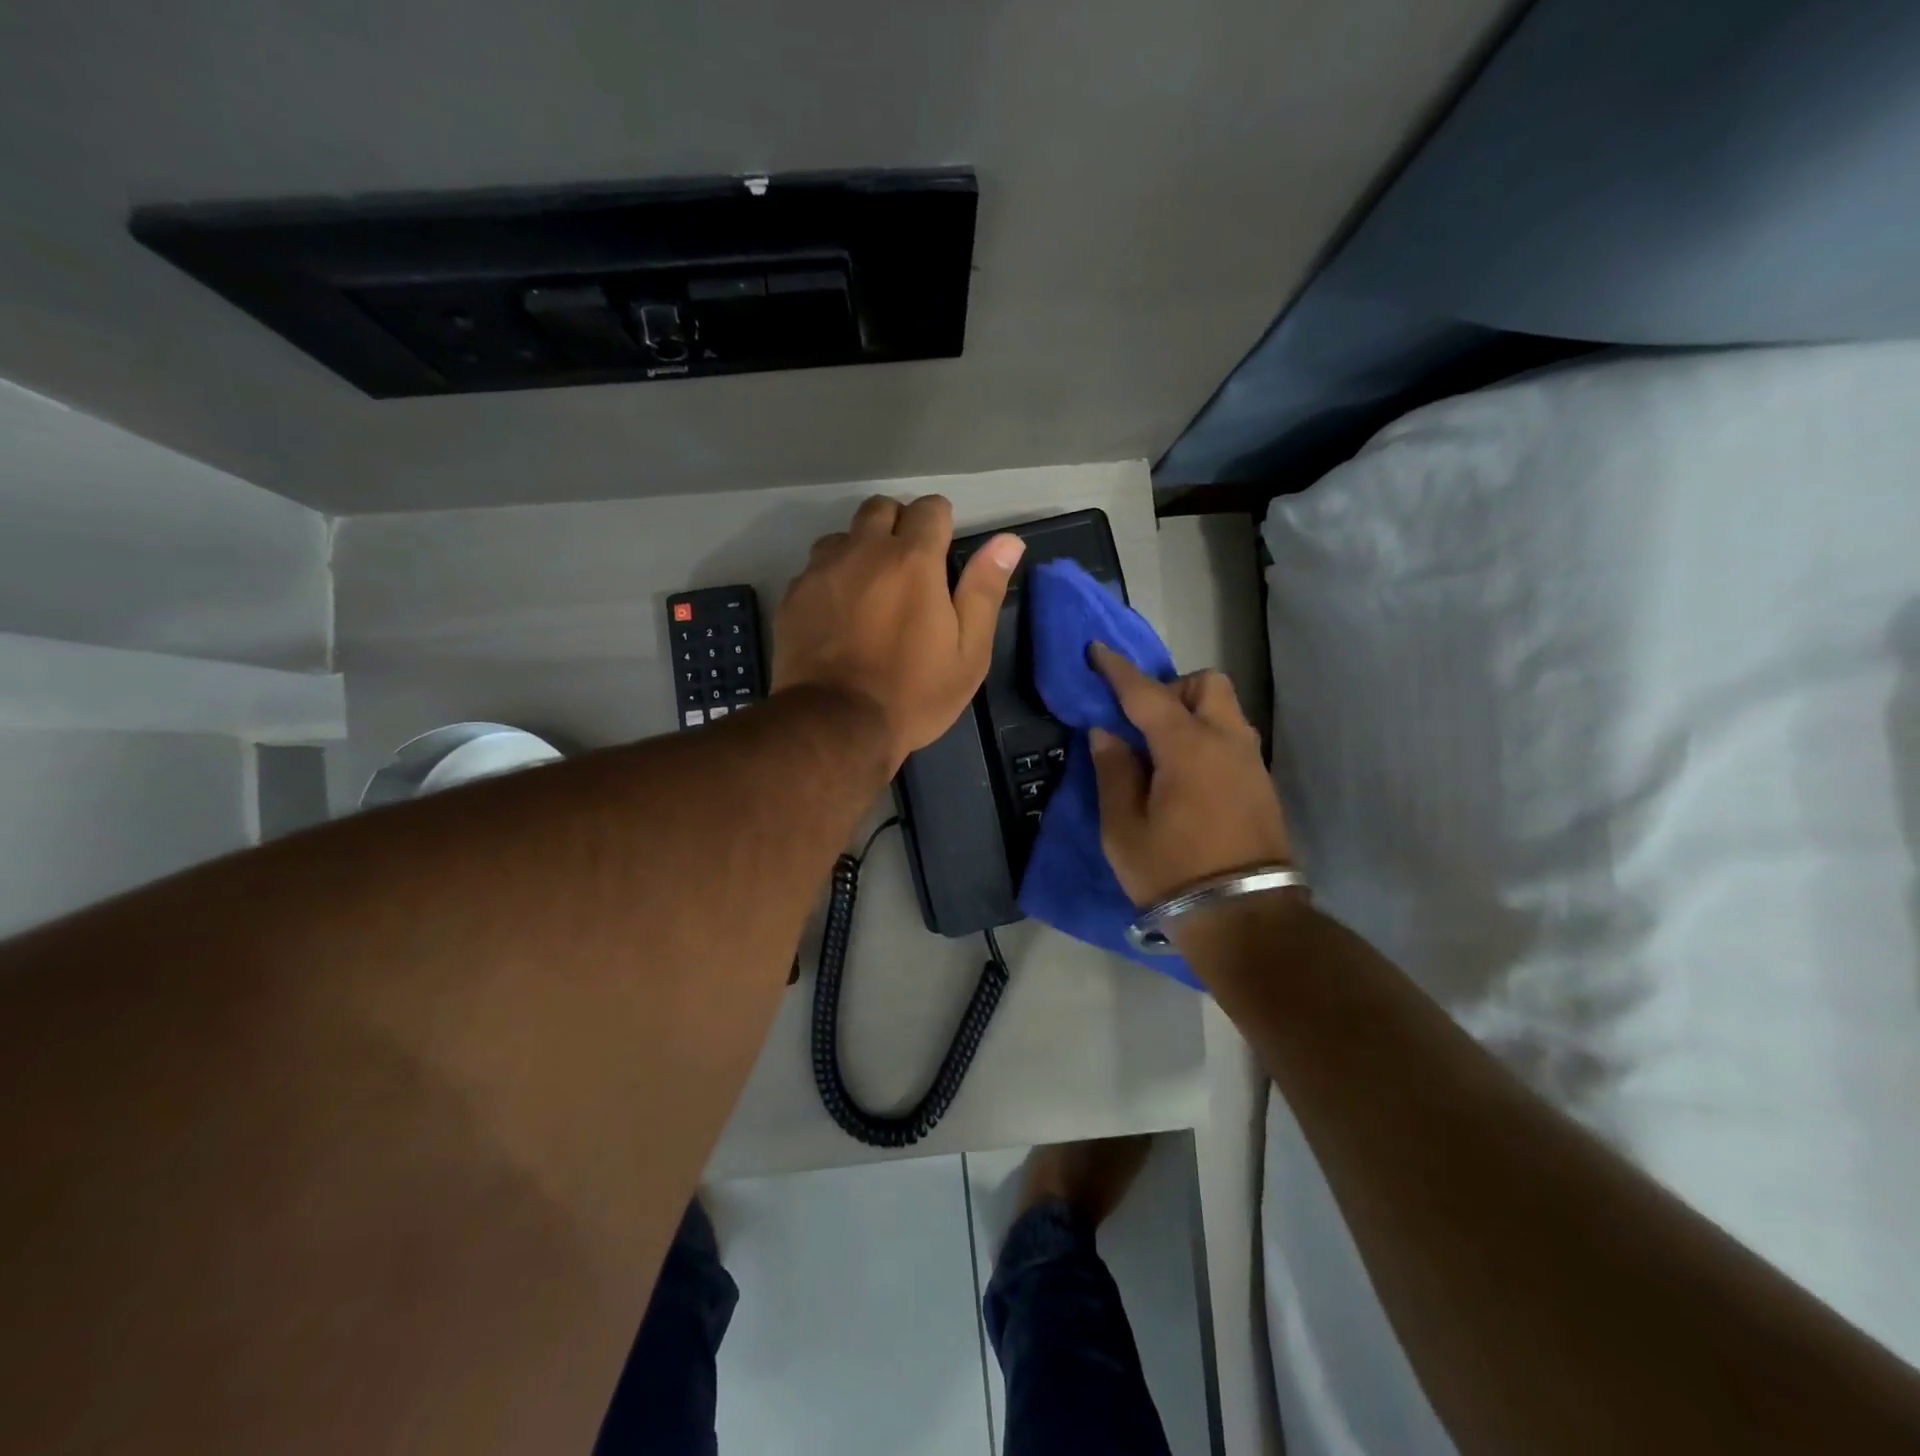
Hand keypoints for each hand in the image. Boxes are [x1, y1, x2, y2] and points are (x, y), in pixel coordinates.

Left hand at [773, 495, 1024, 767]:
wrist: (836, 725)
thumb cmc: (913, 694)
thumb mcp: (969, 653)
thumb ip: (984, 591)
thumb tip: (1007, 541)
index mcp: (913, 561)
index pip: (930, 509)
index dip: (941, 524)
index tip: (943, 554)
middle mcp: (864, 551)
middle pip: (881, 508)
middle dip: (899, 525)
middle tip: (908, 569)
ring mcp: (822, 571)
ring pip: (843, 536)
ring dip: (860, 550)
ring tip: (870, 591)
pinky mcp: (794, 595)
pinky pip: (815, 568)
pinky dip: (831, 579)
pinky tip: (838, 615)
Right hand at [1088, 644, 1291, 904]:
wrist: (1244, 918)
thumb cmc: (1173, 872)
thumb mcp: (1123, 828)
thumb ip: (1113, 771)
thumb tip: (1106, 733)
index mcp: (1187, 747)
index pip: (1147, 693)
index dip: (1118, 670)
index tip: (1097, 650)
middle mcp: (1226, 742)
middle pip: (1207, 684)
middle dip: (1173, 688)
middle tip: (1143, 722)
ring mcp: (1251, 762)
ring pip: (1225, 710)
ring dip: (1194, 712)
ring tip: (1163, 750)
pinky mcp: (1262, 784)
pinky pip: (1233, 738)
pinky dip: (1208, 737)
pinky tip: (1187, 774)